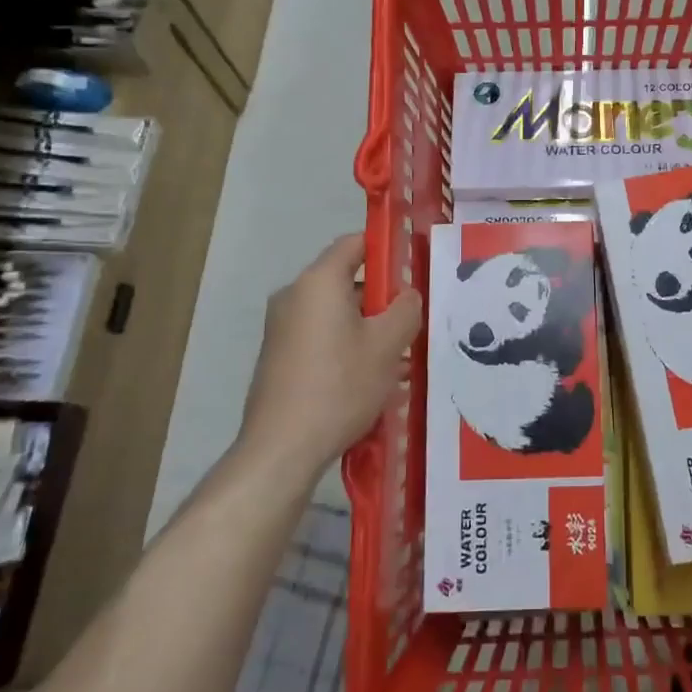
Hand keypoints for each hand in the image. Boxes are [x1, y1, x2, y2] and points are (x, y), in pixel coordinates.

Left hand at [234, 234, 421, 480]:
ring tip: (397, 355)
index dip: (387, 249)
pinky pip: (319, 334)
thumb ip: (405, 309)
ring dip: (366, 325)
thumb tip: (407, 295)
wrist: (281, 448)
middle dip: (381, 296)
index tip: (414, 268)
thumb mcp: (387, 345)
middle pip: (345, 279)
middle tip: (412, 320)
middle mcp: (294, 295)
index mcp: (318, 281)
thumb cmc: (340, 386)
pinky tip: (368, 376)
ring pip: (334, 311)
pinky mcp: (277, 355)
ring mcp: (280, 326)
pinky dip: (345, 344)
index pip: (354, 243)